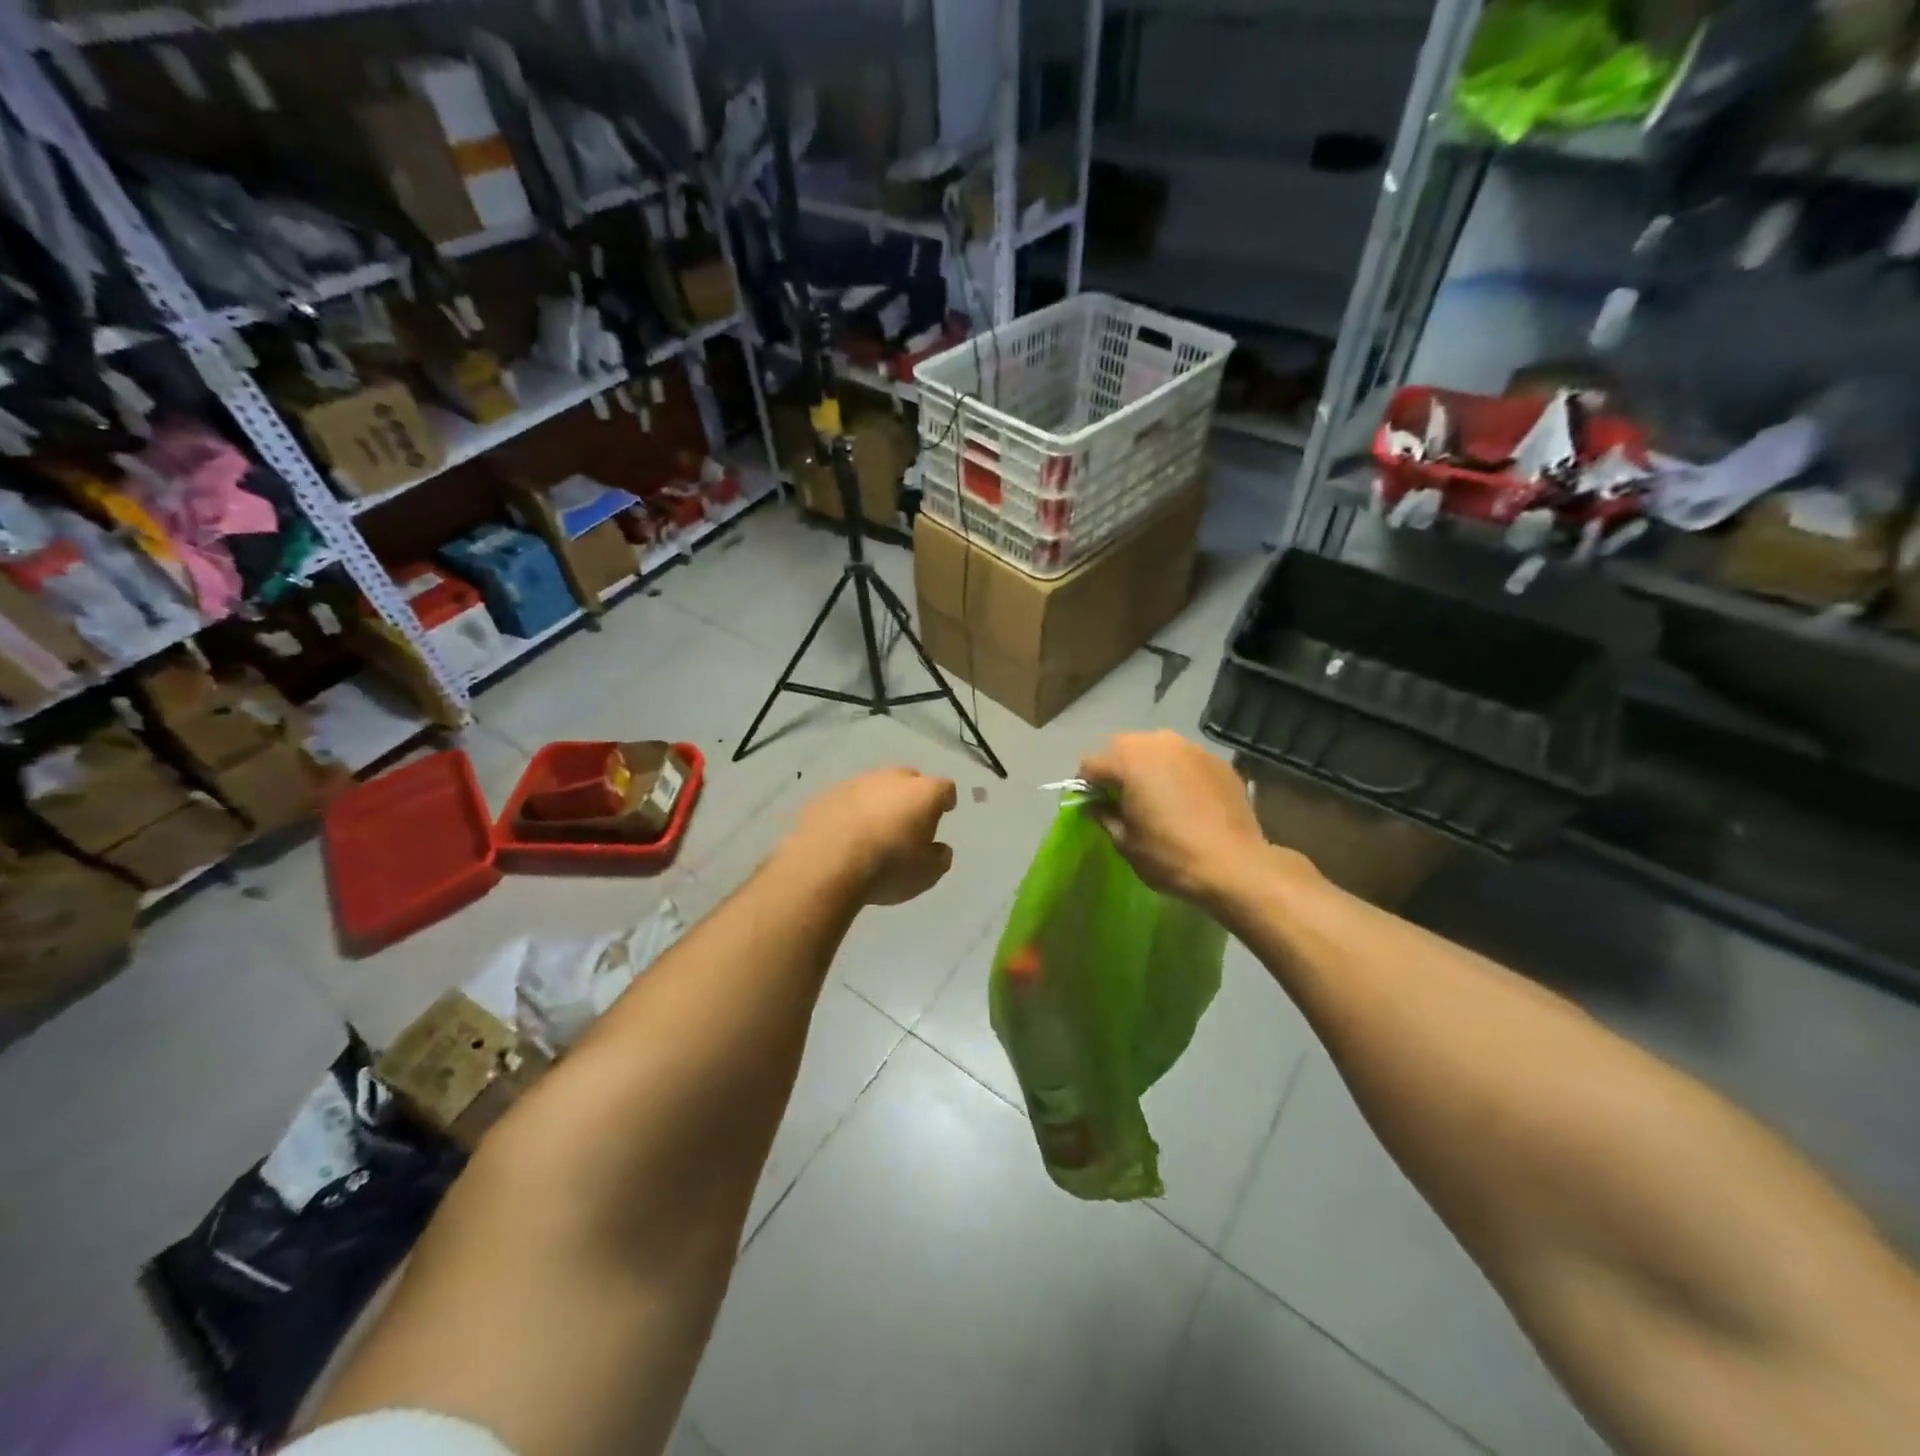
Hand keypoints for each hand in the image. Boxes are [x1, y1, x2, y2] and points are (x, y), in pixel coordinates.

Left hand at [786, 767, 957, 905]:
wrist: (826, 863)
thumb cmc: (888, 867)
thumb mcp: (927, 874)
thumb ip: (939, 857)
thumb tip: (938, 848)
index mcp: (923, 793)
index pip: (945, 788)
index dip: (946, 800)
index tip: (945, 811)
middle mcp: (891, 778)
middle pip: (909, 779)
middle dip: (911, 796)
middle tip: (909, 821)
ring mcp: (856, 782)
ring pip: (875, 786)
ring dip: (879, 802)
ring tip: (874, 829)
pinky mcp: (827, 794)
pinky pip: (848, 799)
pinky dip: (852, 811)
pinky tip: (846, 833)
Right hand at [1079, 731, 1275, 905]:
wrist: (1235, 866)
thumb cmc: (1169, 856)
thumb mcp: (1125, 843)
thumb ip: (1104, 816)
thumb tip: (1097, 805)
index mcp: (1128, 760)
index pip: (1090, 763)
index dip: (1086, 786)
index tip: (1094, 807)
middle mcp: (1158, 743)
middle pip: (1123, 747)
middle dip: (1117, 769)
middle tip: (1123, 800)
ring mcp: (1192, 748)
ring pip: (1157, 749)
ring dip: (1150, 767)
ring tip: (1157, 797)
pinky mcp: (1219, 761)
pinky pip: (1186, 761)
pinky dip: (1179, 774)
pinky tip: (1188, 801)